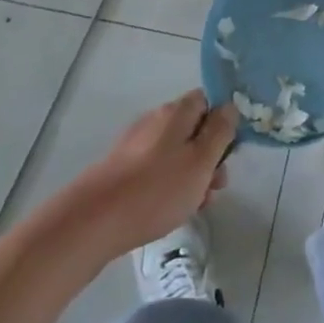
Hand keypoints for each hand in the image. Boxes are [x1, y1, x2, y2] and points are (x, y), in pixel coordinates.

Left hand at [75, 91, 237, 256]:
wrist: (93, 222)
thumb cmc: (157, 189)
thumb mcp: (201, 161)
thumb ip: (220, 131)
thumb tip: (230, 107)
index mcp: (177, 111)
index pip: (209, 100)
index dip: (223, 121)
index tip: (230, 150)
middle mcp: (156, 120)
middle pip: (194, 129)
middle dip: (210, 156)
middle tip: (216, 186)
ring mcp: (136, 144)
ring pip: (177, 153)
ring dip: (192, 174)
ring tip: (196, 205)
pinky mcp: (122, 168)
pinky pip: (157, 169)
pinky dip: (170, 184)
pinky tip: (171, 210)